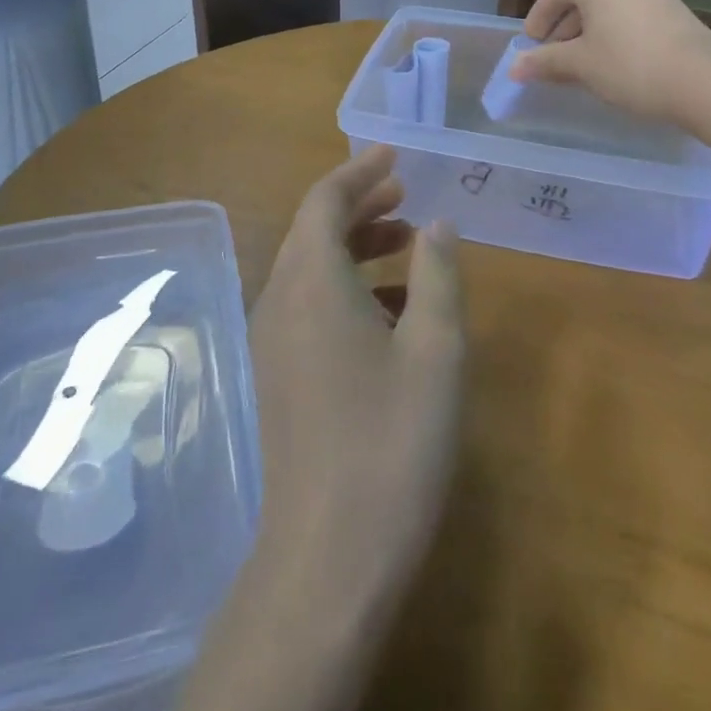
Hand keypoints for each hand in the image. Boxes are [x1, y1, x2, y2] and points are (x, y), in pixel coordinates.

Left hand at [248, 145, 464, 602]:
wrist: (328, 556)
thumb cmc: (391, 443)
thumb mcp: (435, 351)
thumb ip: (438, 276)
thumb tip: (438, 225)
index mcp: (312, 282)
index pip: (324, 200)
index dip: (359, 172)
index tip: (393, 154)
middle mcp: (280, 299)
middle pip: (312, 229)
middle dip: (358, 204)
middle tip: (405, 192)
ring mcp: (272, 340)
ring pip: (309, 267)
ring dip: (354, 245)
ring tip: (407, 243)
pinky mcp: (277, 374)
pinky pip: (307, 304)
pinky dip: (346, 285)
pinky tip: (390, 311)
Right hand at [512, 0, 710, 181]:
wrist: (706, 83)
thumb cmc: (631, 67)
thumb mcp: (581, 65)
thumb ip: (545, 62)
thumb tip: (514, 67)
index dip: (538, 18)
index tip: (530, 45)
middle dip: (564, 28)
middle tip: (553, 57)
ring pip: (609, 7)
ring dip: (589, 31)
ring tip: (582, 63)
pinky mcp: (676, 9)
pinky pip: (631, 15)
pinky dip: (614, 33)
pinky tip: (613, 61)